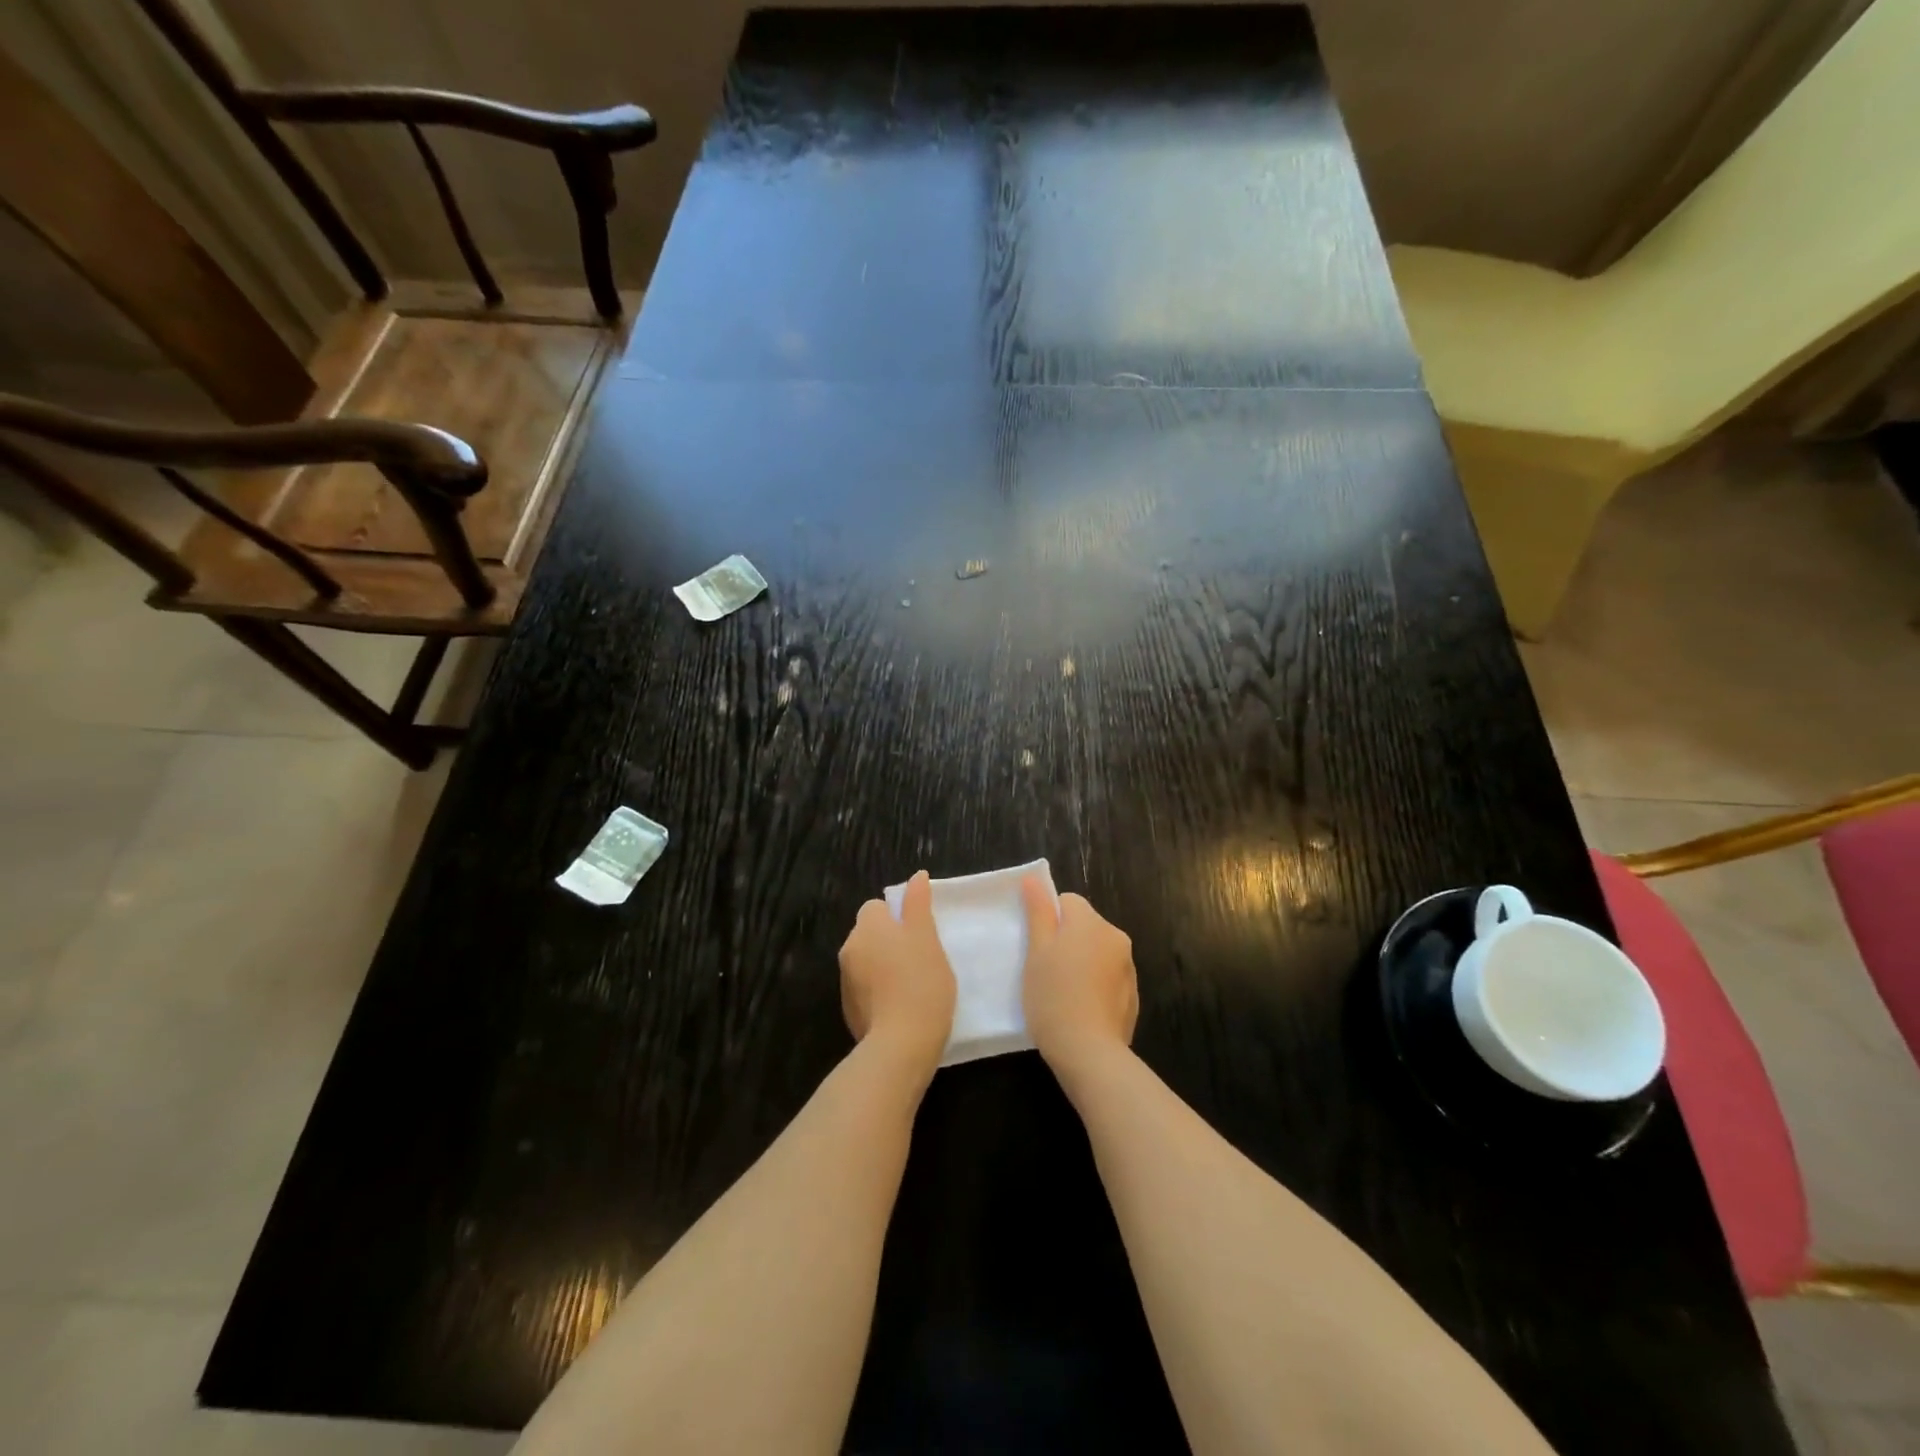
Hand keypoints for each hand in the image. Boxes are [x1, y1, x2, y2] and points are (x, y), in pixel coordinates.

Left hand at [840, 871, 956, 1078]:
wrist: (901, 1044)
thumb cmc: (921, 982)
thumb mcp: (927, 937)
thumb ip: (918, 904)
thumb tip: (917, 876)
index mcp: (868, 927)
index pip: (876, 907)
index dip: (897, 916)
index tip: (919, 933)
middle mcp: (850, 949)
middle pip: (870, 934)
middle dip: (889, 940)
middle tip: (921, 957)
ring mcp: (846, 982)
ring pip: (867, 961)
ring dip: (884, 966)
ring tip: (913, 984)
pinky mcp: (849, 1010)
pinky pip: (865, 989)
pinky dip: (879, 992)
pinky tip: (901, 1006)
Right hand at [1020, 878, 1137, 1078]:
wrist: (1089, 1052)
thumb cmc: (1054, 996)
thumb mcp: (1036, 951)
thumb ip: (1038, 912)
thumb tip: (1033, 879)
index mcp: (1092, 923)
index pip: (1068, 902)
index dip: (1048, 920)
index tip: (1037, 947)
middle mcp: (1117, 938)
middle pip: (1085, 926)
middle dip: (1066, 941)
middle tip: (1045, 971)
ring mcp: (1128, 968)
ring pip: (1097, 952)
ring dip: (1081, 963)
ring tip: (1062, 994)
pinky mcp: (1132, 996)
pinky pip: (1108, 978)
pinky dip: (1094, 985)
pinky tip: (1080, 1009)